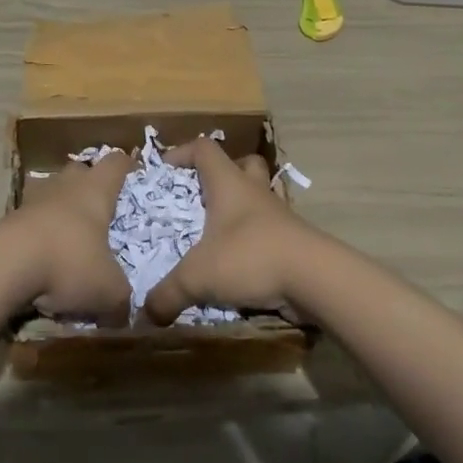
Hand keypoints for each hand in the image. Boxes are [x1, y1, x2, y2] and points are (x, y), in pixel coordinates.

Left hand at [10, 151, 135, 327]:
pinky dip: (38, 233)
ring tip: (70, 238)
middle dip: (89, 187)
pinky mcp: (8, 219)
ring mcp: (33, 199)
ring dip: (60, 209)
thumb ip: (122, 297)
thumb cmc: (69, 262)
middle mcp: (65, 185)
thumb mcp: (109, 290)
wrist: (4, 266)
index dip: (126, 167)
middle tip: (100, 214)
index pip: (116, 162)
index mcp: (95, 190)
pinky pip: (30, 219)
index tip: (133, 178)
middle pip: (80, 171)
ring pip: (52, 193)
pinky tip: (42, 259)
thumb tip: (124, 312)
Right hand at [141, 138, 322, 325]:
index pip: (204, 148)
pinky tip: (239, 263)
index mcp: (228, 184)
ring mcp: (278, 215)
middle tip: (201, 196)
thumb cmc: (250, 257)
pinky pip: (269, 229)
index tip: (163, 170)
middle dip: (221, 175)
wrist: (315, 278)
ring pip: (259, 196)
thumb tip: (147, 313)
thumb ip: (168, 294)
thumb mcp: (198, 277)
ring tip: (218, 233)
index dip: (182, 152)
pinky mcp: (292, 239)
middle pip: (241, 164)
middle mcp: (254, 191)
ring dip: (241, 208)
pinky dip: (254, 239)